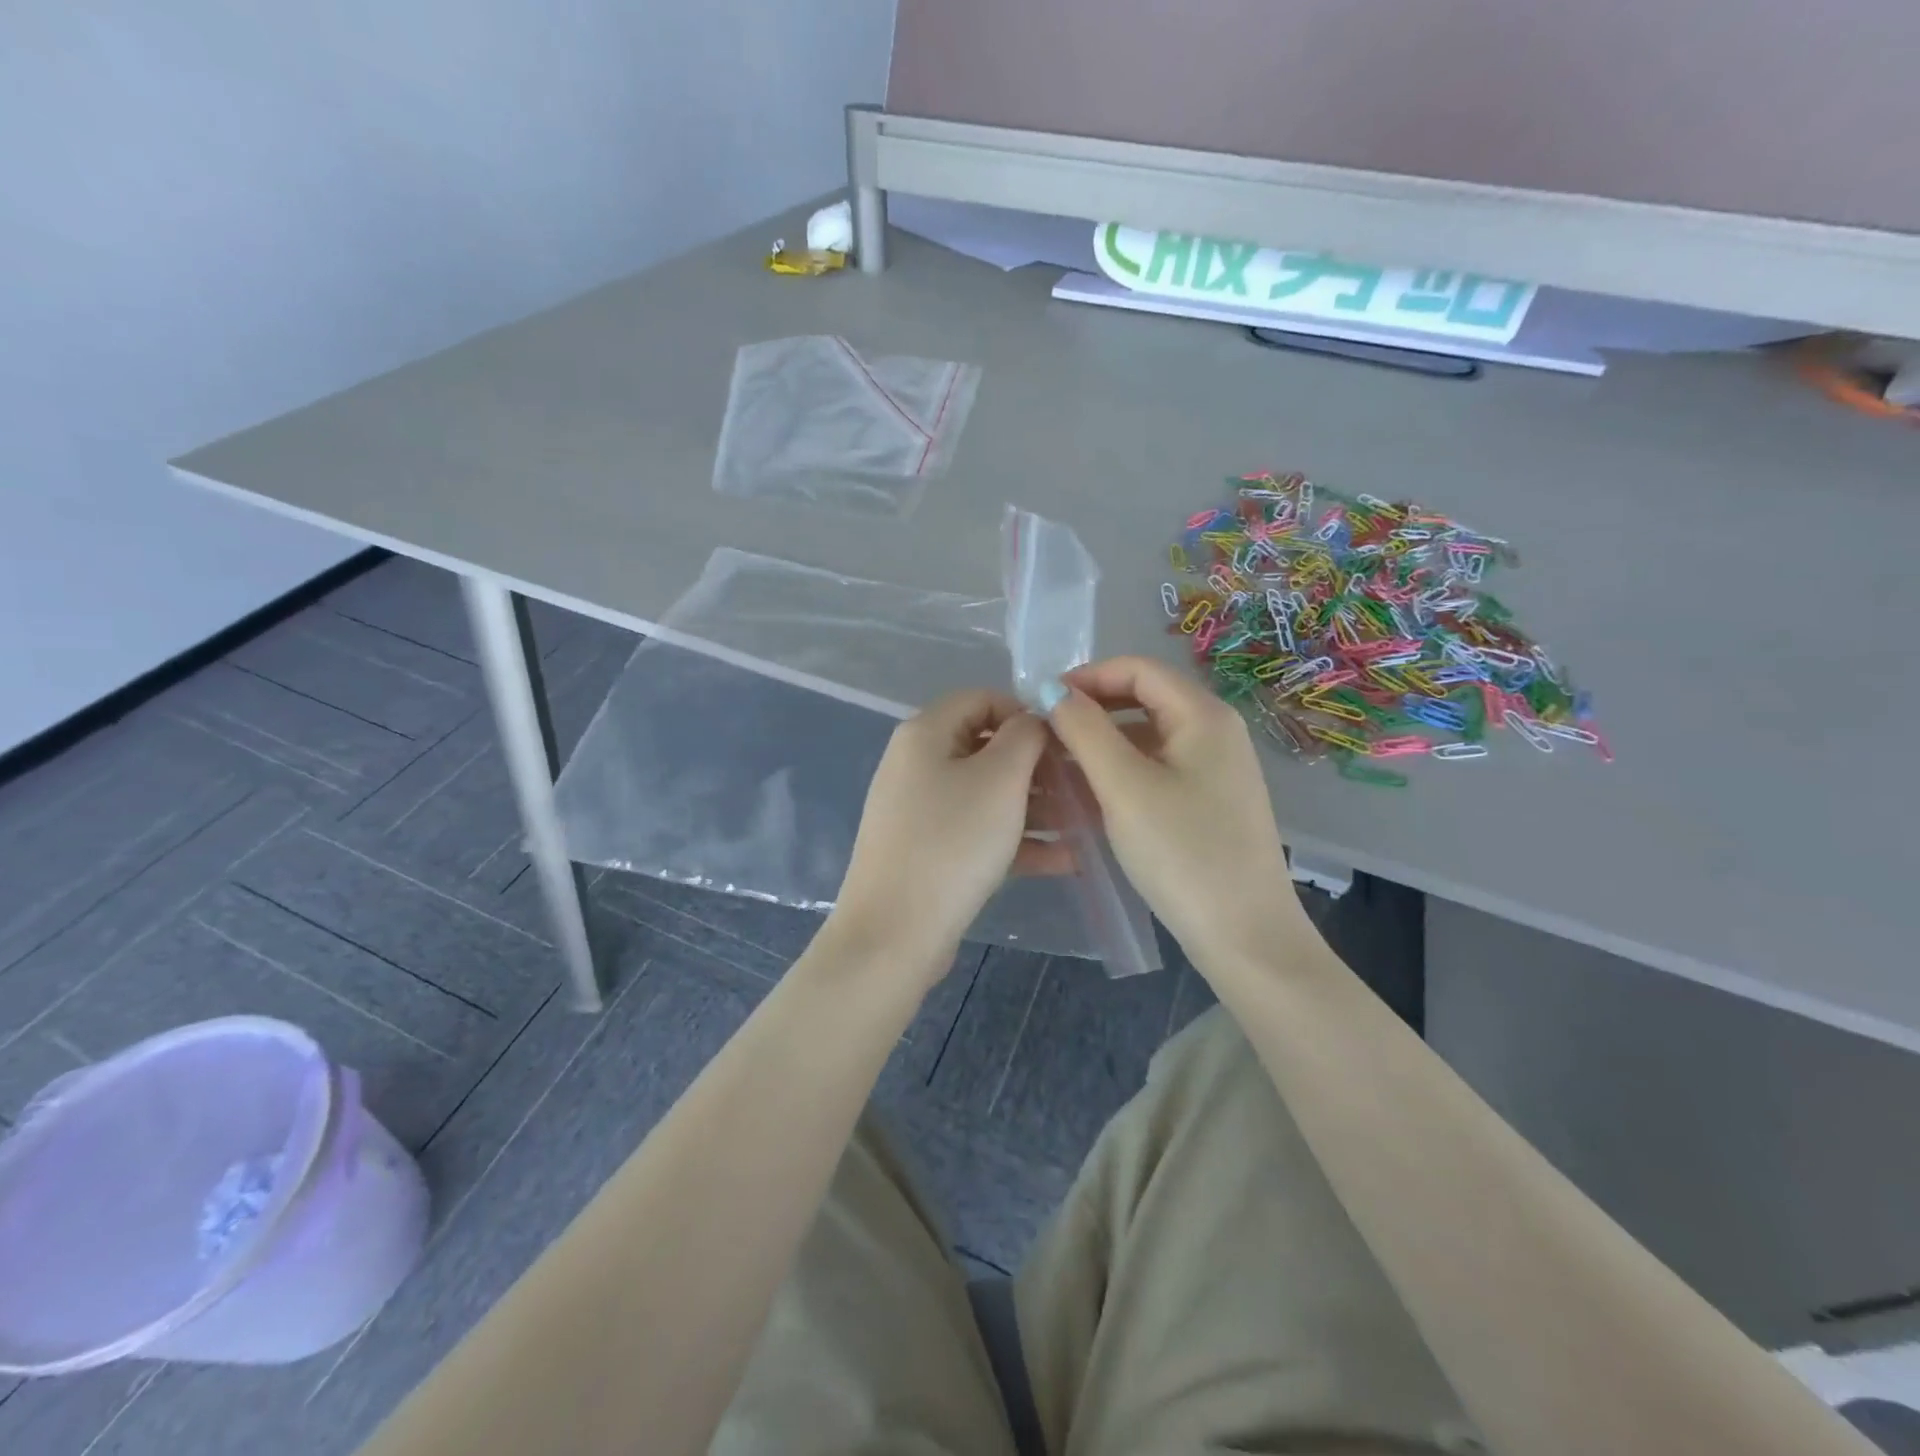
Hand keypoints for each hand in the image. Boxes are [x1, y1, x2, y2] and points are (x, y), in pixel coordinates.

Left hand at [831, 689, 1062, 974]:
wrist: (895, 933)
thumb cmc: (952, 842)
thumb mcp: (1000, 779)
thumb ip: (1025, 736)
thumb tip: (1034, 719)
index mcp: (925, 733)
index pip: (982, 699)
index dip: (1026, 712)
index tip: (1065, 741)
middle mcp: (916, 764)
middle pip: (987, 748)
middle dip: (1038, 766)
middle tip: (1081, 787)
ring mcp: (920, 810)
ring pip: (987, 794)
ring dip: (1036, 806)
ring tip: (1084, 826)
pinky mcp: (928, 850)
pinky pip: (978, 831)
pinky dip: (1016, 840)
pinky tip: (1063, 860)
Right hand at [1048, 656, 1307, 963]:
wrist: (1244, 934)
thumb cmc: (1182, 852)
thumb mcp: (1124, 787)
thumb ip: (1084, 730)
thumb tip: (1050, 690)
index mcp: (1203, 715)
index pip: (1138, 669)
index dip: (1087, 676)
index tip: (1041, 701)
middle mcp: (1216, 731)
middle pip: (1145, 698)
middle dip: (1092, 709)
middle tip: (1046, 734)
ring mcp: (1216, 768)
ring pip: (1148, 735)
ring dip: (1103, 741)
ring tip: (1060, 765)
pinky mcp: (1210, 800)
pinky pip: (1158, 767)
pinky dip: (1122, 770)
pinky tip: (1092, 794)